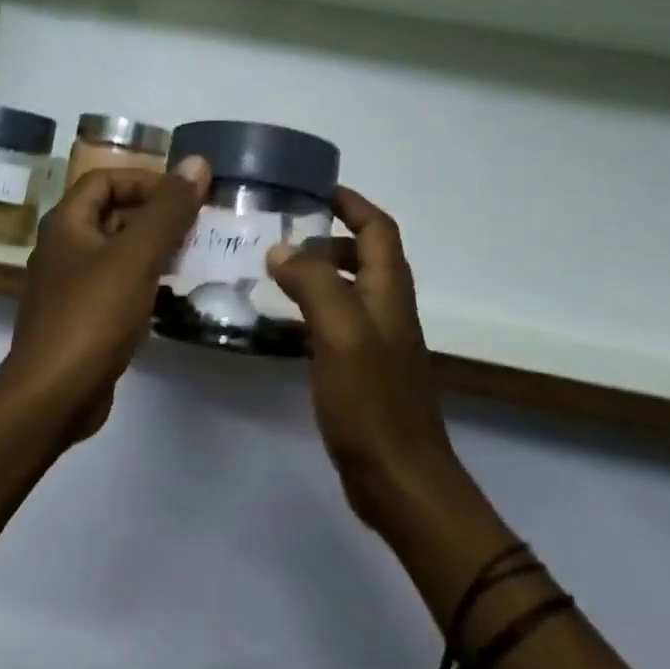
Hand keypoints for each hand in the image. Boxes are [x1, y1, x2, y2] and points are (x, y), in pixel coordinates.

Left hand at [0, 157, 210, 440]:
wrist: (54, 394)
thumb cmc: (93, 316)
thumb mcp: (136, 256)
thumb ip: (167, 210)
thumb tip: (197, 163)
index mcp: (66, 225)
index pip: (104, 180)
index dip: (145, 180)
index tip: (185, 195)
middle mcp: (63, 250)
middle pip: (111, 216)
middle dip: (155, 216)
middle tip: (198, 227)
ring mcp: (69, 288)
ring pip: (116, 255)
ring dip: (153, 251)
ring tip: (194, 258)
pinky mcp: (81, 321)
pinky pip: (116, 289)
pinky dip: (143, 284)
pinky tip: (172, 297)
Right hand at [267, 188, 466, 533]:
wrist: (399, 479)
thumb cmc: (372, 402)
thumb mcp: (340, 332)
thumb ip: (313, 283)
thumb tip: (281, 249)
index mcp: (389, 293)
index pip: (378, 230)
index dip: (352, 204)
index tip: (315, 189)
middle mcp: (387, 311)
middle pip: (364, 257)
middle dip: (328, 237)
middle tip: (281, 235)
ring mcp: (375, 344)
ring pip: (347, 292)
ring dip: (316, 274)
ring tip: (271, 273)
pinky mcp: (361, 373)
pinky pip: (333, 326)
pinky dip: (308, 313)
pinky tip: (278, 326)